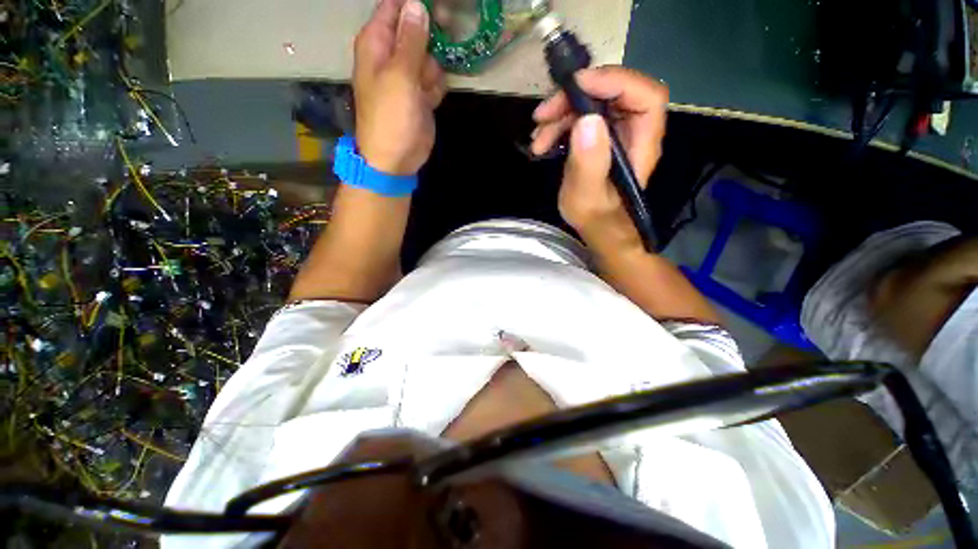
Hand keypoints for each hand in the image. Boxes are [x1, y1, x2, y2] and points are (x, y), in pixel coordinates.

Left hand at [354, 0, 446, 175]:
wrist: (397, 159)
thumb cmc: (391, 118)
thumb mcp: (400, 76)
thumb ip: (411, 40)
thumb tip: (416, 3)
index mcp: (377, 43)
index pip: (395, 6)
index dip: (416, 4)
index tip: (440, 9)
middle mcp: (392, 55)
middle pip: (417, 28)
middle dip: (431, 37)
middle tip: (437, 48)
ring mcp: (408, 76)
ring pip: (430, 55)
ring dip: (434, 69)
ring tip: (426, 88)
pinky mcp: (421, 94)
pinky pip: (435, 78)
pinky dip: (436, 87)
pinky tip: (431, 100)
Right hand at [531, 67, 667, 241]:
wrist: (597, 230)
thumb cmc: (596, 220)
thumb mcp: (588, 198)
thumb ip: (589, 164)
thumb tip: (586, 120)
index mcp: (641, 143)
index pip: (644, 95)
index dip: (614, 81)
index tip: (575, 88)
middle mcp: (632, 131)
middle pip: (612, 93)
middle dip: (574, 98)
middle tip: (543, 115)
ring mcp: (614, 134)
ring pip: (591, 105)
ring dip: (560, 115)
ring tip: (537, 138)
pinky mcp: (598, 140)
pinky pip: (580, 120)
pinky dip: (558, 126)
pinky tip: (541, 143)